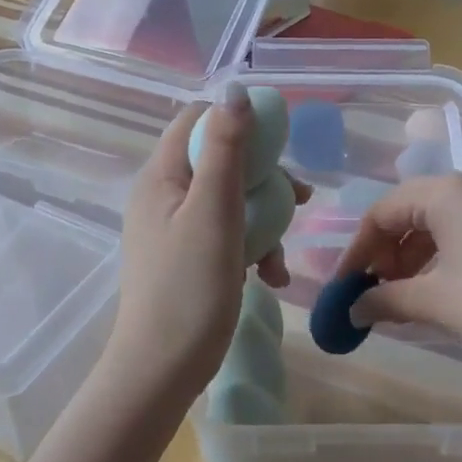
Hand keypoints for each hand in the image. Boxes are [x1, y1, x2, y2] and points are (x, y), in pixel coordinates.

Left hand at [104, 90, 308, 407]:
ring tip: (282, 256)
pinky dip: (250, 248)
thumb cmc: (189, 288)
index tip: (279, 143)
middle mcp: (162, 195)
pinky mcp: (186, 258)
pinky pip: (224, 235)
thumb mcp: (215, 211)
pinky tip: (271, 277)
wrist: (161, 371)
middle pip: (219, 160)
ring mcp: (173, 228)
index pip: (197, 119)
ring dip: (264, 221)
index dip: (239, 121)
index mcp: (161, 175)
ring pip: (229, 201)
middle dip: (264, 179)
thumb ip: (225, 148)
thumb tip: (234, 89)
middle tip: (300, 197)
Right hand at [338, 174, 461, 383]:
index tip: (344, 286)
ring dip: (411, 258)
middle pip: (408, 213)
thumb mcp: (436, 302)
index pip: (382, 211)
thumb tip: (351, 309)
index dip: (357, 249)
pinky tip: (436, 292)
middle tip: (373, 292)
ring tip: (401, 297)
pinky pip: (461, 234)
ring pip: (436, 225)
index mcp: (445, 192)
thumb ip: (386, 300)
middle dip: (384, 253)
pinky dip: (439, 260)